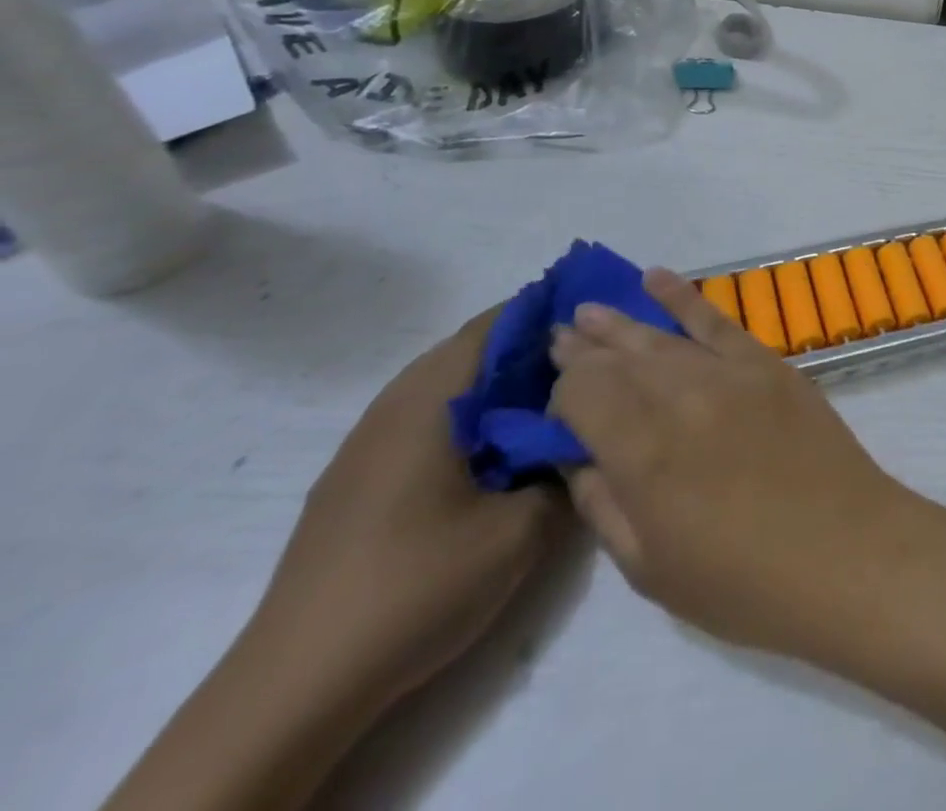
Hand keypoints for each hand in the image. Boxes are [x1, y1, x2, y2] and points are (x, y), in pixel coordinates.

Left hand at [251, 310, 568, 715]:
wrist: (295, 688)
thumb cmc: (418, 586)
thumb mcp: (522, 529)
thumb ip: (565, 470)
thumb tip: (584, 439)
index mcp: (430, 400)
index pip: (495, 324)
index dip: (548, 312)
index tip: (595, 324)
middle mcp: (392, 407)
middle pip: (470, 349)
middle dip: (529, 348)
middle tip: (585, 365)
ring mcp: (366, 446)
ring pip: (446, 386)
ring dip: (498, 385)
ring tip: (550, 406)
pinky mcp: (355, 482)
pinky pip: (425, 421)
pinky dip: (469, 417)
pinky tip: (497, 454)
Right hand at [549, 270, 929, 660]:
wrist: (845, 550)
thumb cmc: (743, 582)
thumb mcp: (649, 567)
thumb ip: (603, 504)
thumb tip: (577, 456)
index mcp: (644, 451)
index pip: (584, 394)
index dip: (562, 395)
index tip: (557, 407)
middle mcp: (682, 396)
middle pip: (620, 358)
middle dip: (583, 349)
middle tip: (557, 338)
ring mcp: (731, 372)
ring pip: (662, 336)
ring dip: (621, 322)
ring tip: (587, 310)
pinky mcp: (770, 363)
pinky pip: (719, 320)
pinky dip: (684, 297)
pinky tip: (657, 279)